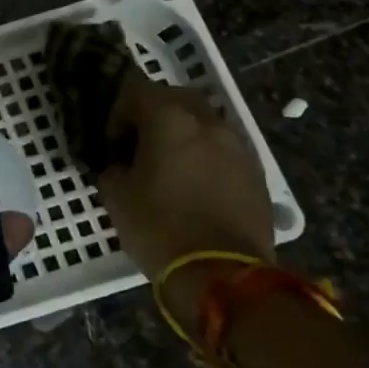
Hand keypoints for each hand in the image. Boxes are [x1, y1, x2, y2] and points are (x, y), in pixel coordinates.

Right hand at [96, 72, 274, 326]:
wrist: (223, 276)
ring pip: (205, 123)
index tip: (112, 142)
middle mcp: (208, 123)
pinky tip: (195, 185)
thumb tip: (121, 165)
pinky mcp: (256, 174)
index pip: (136, 90)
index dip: (118, 112)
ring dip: (184, 134)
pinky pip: (224, 150)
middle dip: (154, 113)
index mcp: (169, 120)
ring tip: (169, 166)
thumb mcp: (116, 196)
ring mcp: (238, 147)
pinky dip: (206, 156)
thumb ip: (114, 167)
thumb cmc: (159, 228)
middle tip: (139, 144)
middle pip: (176, 98)